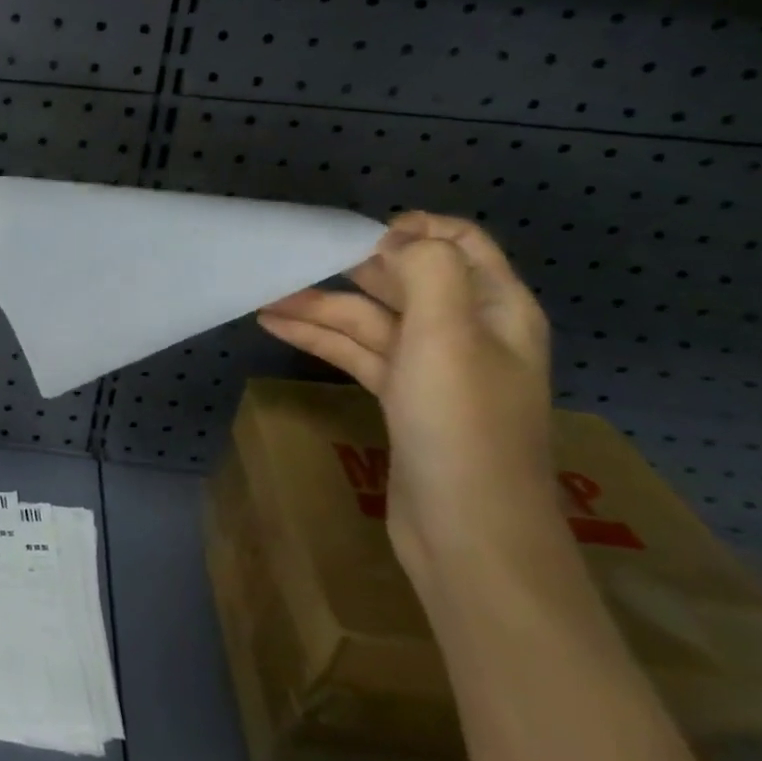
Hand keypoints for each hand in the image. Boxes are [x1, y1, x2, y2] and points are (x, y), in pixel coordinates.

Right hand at [257, 213, 559, 578]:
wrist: (468, 531)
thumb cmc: (461, 424)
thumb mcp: (448, 334)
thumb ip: (426, 270)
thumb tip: (395, 239)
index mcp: (496, 309)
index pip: (461, 242)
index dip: (412, 229)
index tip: (354, 234)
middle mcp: (468, 331)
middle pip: (406, 279)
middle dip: (351, 265)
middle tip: (295, 259)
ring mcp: (433, 368)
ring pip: (372, 319)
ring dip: (321, 304)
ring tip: (265, 294)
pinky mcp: (403, 399)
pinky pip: (359, 353)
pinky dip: (321, 337)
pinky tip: (278, 326)